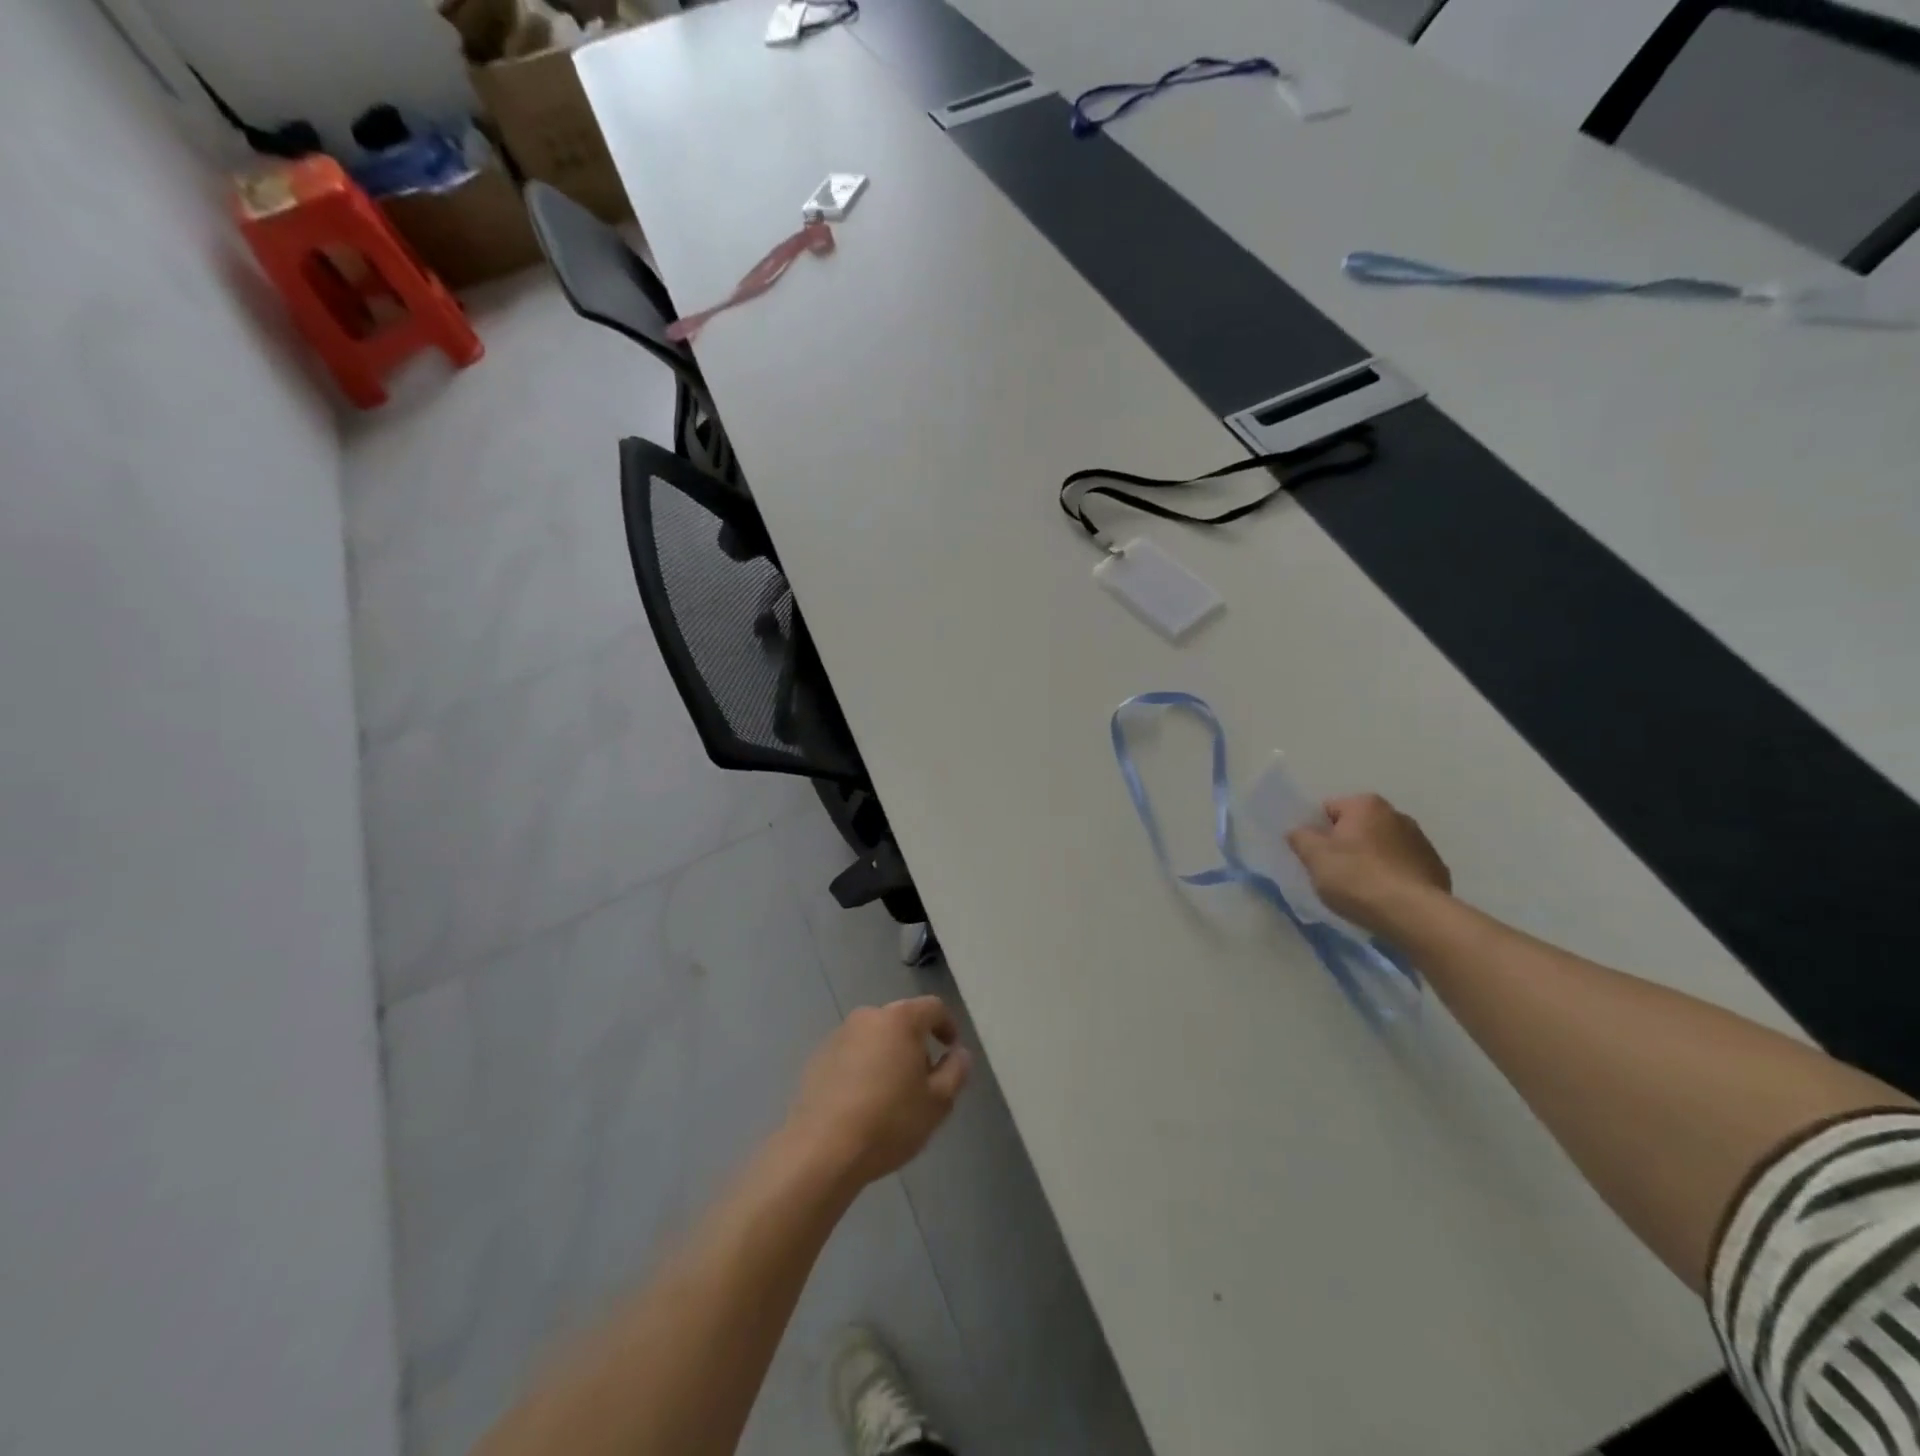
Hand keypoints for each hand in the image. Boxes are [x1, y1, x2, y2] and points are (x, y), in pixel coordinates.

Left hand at [786, 996, 972, 1188]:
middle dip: (916, 1043)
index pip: (933, 1008)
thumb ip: (955, 1071)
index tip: (951, 1050)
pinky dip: (862, 1067)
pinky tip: (862, 1102)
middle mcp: (868, 1017)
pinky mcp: (817, 1057)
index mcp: (900, 1019)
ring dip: (888, 1055)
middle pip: (901, 1020)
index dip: (947, 1025)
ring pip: (874, 1037)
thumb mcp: (937, 1102)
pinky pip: (851, 1054)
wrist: (822, 1149)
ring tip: (891, 1094)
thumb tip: (959, 1053)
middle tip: (923, 1079)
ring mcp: (839, 1035)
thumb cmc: (889, 1121)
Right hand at [1287, 793, 1451, 934]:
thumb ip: (1300, 837)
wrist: (1414, 915)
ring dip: (1371, 859)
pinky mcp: (1436, 868)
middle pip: (1358, 827)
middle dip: (1346, 844)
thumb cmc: (1357, 878)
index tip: (1315, 855)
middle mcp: (1397, 815)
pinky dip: (1392, 876)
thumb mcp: (1314, 857)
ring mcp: (1421, 842)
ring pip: (1382, 846)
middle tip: (1334, 872)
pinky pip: (1403, 867)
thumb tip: (1300, 831)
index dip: (1317, 832)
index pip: (1329, 810)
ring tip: (1361, 889)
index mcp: (1366, 805)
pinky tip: (1385, 897)